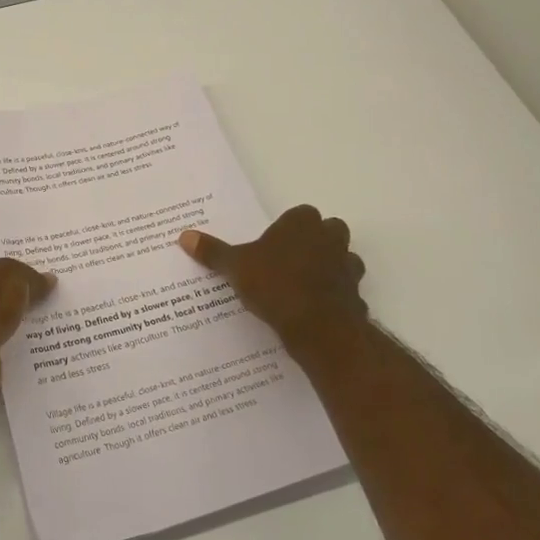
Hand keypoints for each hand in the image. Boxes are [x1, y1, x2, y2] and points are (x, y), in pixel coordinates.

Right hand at [178, 205, 367, 353]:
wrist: (318, 326)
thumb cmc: (275, 284)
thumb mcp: (235, 266)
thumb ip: (213, 251)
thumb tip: (184, 236)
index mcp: (302, 223)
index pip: (300, 214)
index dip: (287, 228)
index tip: (272, 245)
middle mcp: (330, 238)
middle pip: (328, 231)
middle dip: (315, 242)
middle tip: (288, 261)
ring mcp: (347, 266)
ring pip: (343, 259)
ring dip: (330, 267)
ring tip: (303, 286)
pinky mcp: (356, 295)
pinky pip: (346, 290)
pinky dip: (335, 296)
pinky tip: (315, 309)